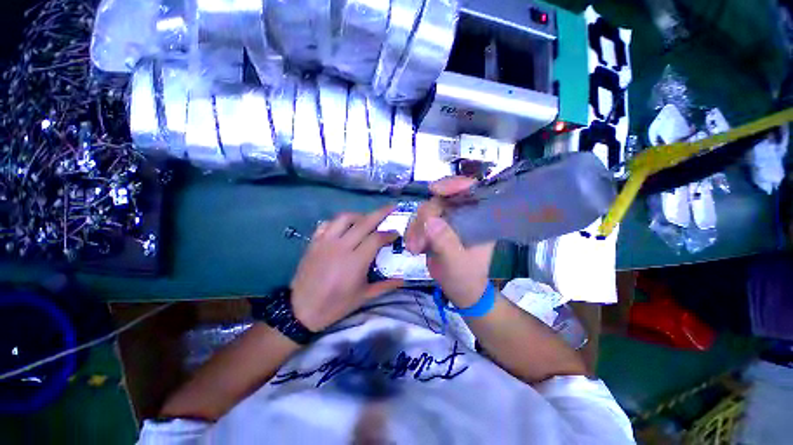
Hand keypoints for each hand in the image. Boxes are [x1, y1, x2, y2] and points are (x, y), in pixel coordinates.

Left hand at [290, 205, 402, 331]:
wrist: (302, 310)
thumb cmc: (336, 304)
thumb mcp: (363, 296)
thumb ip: (385, 285)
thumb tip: (403, 279)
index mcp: (356, 261)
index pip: (377, 238)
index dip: (389, 234)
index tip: (396, 233)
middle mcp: (342, 246)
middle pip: (364, 222)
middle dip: (380, 213)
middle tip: (391, 207)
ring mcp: (326, 242)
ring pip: (344, 218)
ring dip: (359, 215)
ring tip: (367, 219)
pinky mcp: (314, 242)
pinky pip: (327, 224)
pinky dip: (338, 221)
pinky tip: (344, 227)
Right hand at [405, 177, 494, 307]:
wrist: (459, 290)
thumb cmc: (467, 278)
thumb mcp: (457, 263)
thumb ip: (446, 243)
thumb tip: (430, 221)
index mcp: (479, 218)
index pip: (471, 190)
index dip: (454, 184)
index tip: (434, 190)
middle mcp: (463, 214)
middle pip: (440, 200)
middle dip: (425, 218)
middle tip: (418, 241)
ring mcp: (447, 220)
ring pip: (425, 210)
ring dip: (416, 228)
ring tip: (414, 249)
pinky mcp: (434, 227)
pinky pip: (418, 221)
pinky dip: (412, 232)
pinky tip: (412, 247)